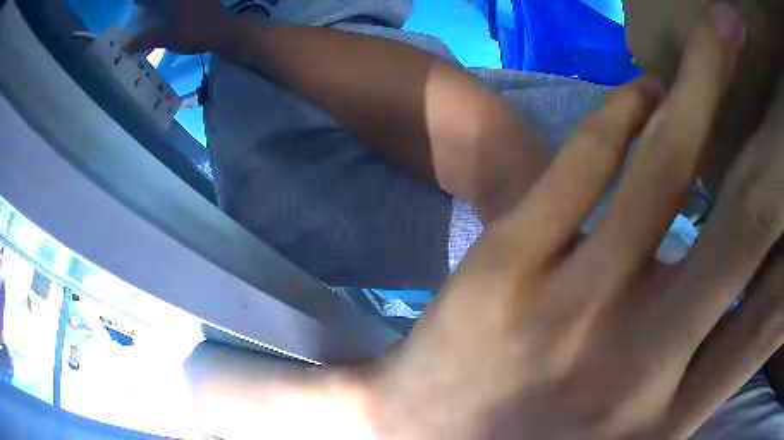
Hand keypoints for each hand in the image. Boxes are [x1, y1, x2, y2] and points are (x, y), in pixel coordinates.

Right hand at [124, 0, 235, 54]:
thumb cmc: (193, 32)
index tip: (136, 6)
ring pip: (172, 1)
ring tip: (154, 13)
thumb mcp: (165, 37)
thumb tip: (125, 47)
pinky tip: (170, 14)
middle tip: (143, 9)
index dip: (141, 1)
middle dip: (150, 3)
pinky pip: (182, 2)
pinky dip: (173, 6)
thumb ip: (144, 40)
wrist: (225, 31)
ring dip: (161, 5)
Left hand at [363, 4, 783, 438]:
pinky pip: (587, 155)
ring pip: (670, 159)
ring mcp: (572, 309)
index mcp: (668, 414)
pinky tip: (648, 87)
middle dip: (775, 139)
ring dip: (709, 71)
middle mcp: (639, 360)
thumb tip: (763, 307)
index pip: (772, 310)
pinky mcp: (505, 268)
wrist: (424, 434)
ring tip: (721, 30)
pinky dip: (628, 106)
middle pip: (751, 217)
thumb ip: (704, 384)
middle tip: (753, 56)